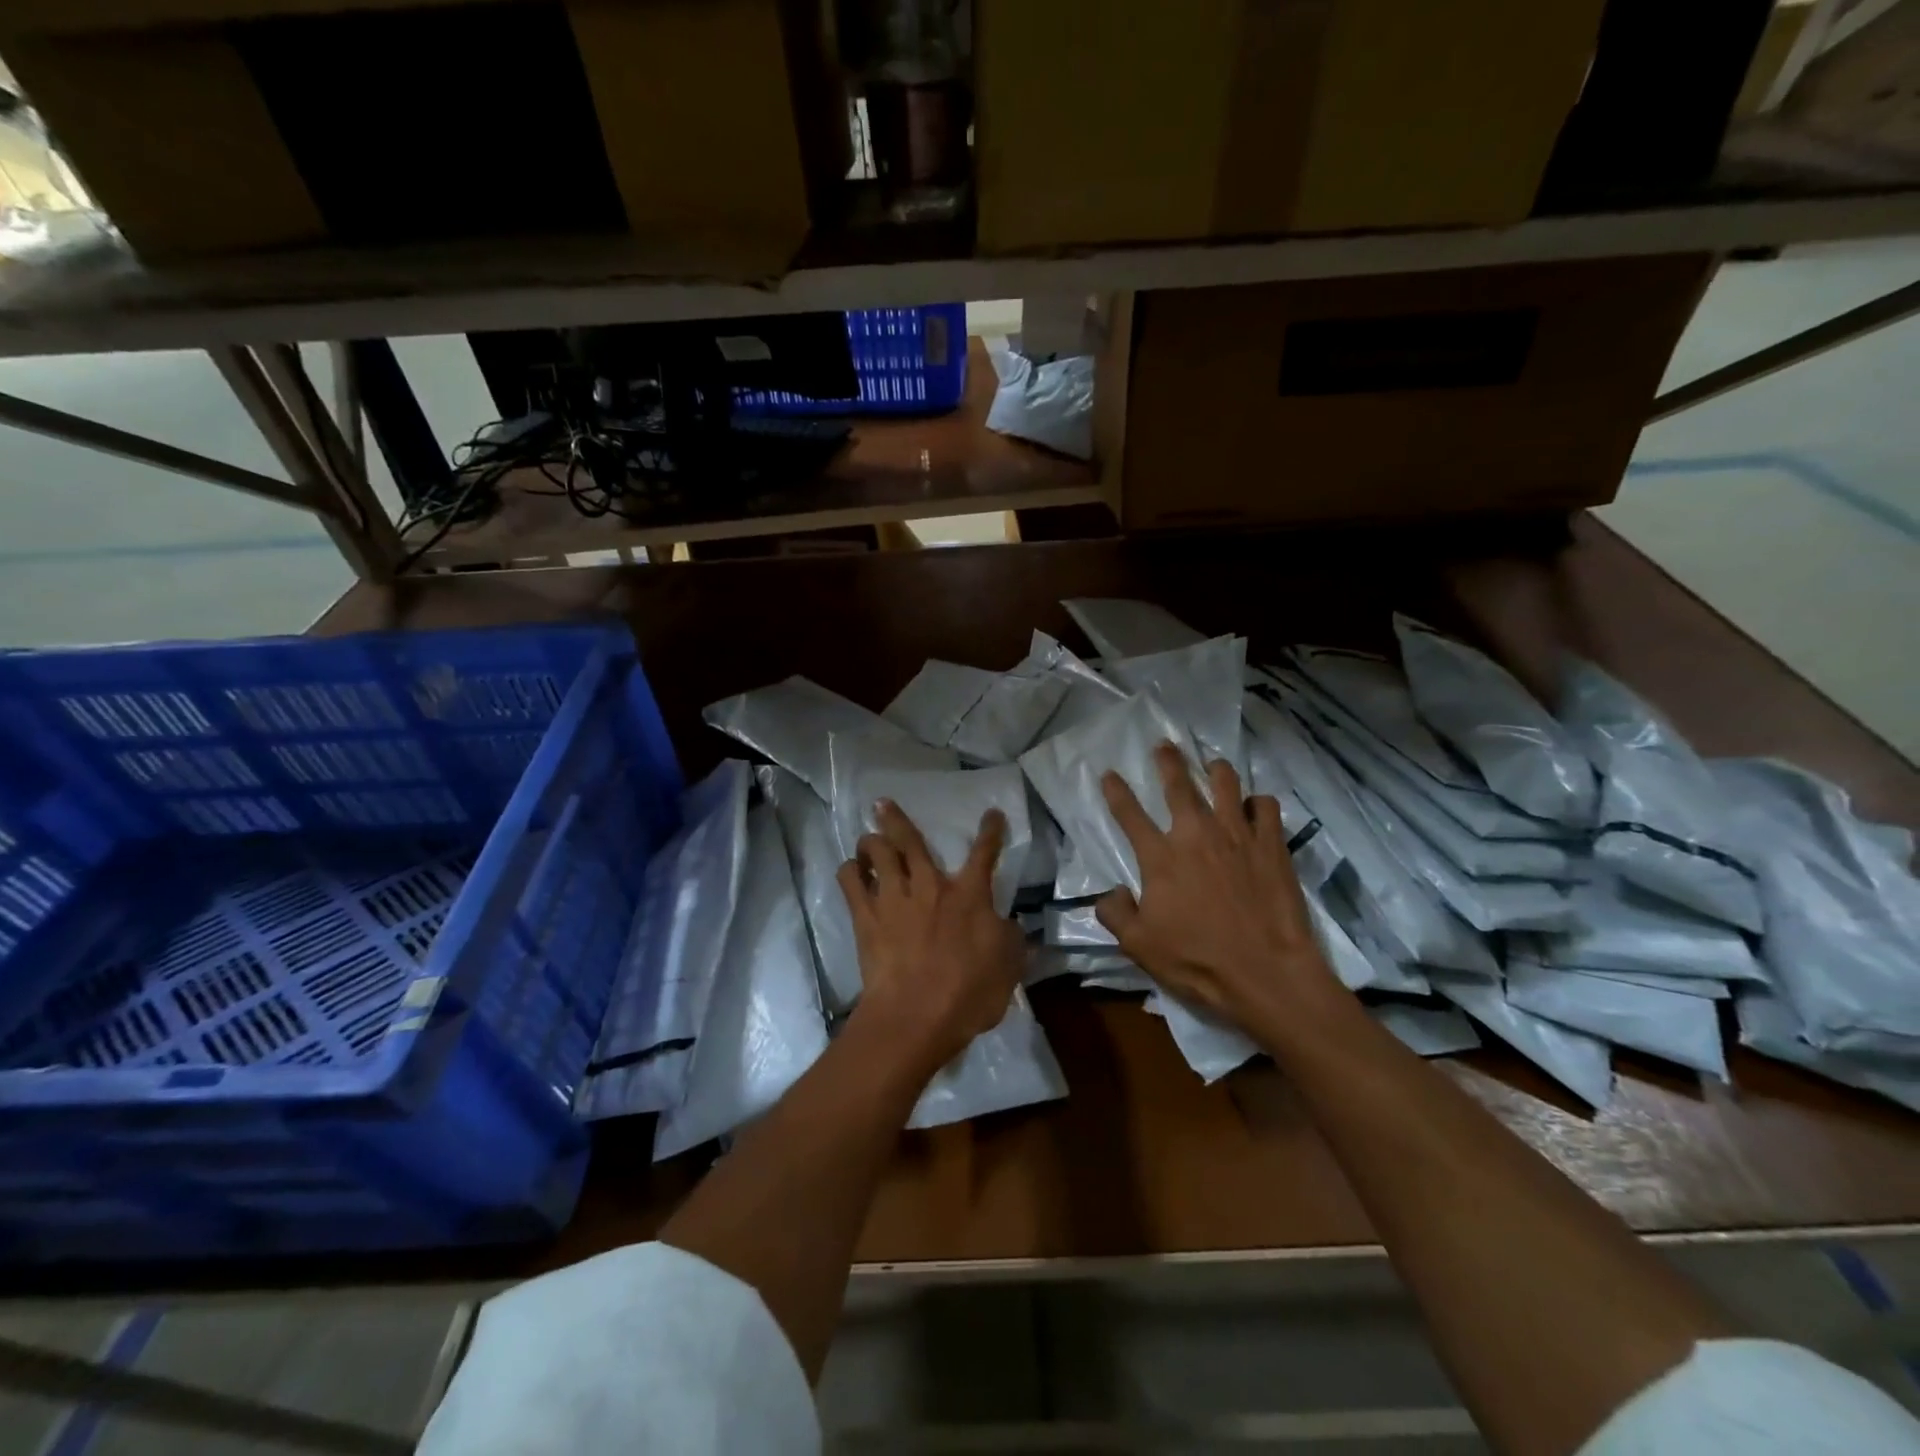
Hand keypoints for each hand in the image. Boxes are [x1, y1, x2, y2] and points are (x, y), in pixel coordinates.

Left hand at [837, 800, 1024, 1076]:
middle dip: (897, 819)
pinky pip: (851, 883)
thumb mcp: (1008, 967)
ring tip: (866, 837)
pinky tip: (849, 870)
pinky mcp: (866, 918)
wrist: (916, 1015)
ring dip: (870, 841)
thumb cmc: (968, 993)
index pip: (984, 854)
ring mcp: (894, 899)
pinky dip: (849, 871)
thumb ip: (1013, 941)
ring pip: (878, 854)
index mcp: (969, 895)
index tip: (992, 813)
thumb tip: (1015, 926)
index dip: (990, 832)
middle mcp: (929, 886)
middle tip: (883, 803)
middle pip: (911, 841)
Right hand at [1096, 743, 1337, 1032]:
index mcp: (1160, 858)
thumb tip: (1110, 893)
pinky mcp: (1272, 845)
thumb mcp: (1139, 947)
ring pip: (1226, 784)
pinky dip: (1258, 803)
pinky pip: (1266, 807)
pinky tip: (1256, 807)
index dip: (1116, 791)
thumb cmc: (1198, 961)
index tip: (1109, 774)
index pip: (1130, 814)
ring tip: (1213, 764)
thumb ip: (1116, 914)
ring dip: (1216, 770)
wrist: (1267, 972)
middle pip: (1179, 785)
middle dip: (1168, 761)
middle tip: (1164, 745)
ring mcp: (1237, 836)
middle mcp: (1196, 835)